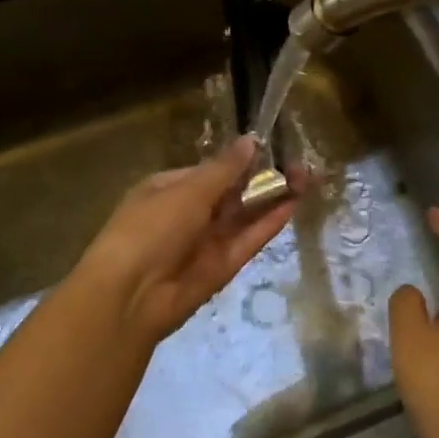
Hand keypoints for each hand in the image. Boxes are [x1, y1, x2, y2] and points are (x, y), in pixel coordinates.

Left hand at [72, 136, 298, 347]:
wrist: (131, 295)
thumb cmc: (152, 228)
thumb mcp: (188, 191)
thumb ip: (225, 169)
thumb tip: (251, 141)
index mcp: (169, 189)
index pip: (210, 171)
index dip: (241, 162)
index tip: (272, 150)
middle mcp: (187, 214)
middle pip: (232, 194)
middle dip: (263, 180)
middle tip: (300, 166)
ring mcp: (205, 242)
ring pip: (244, 216)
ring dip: (272, 199)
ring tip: (307, 179)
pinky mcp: (222, 267)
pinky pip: (248, 240)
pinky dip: (268, 224)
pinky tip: (293, 205)